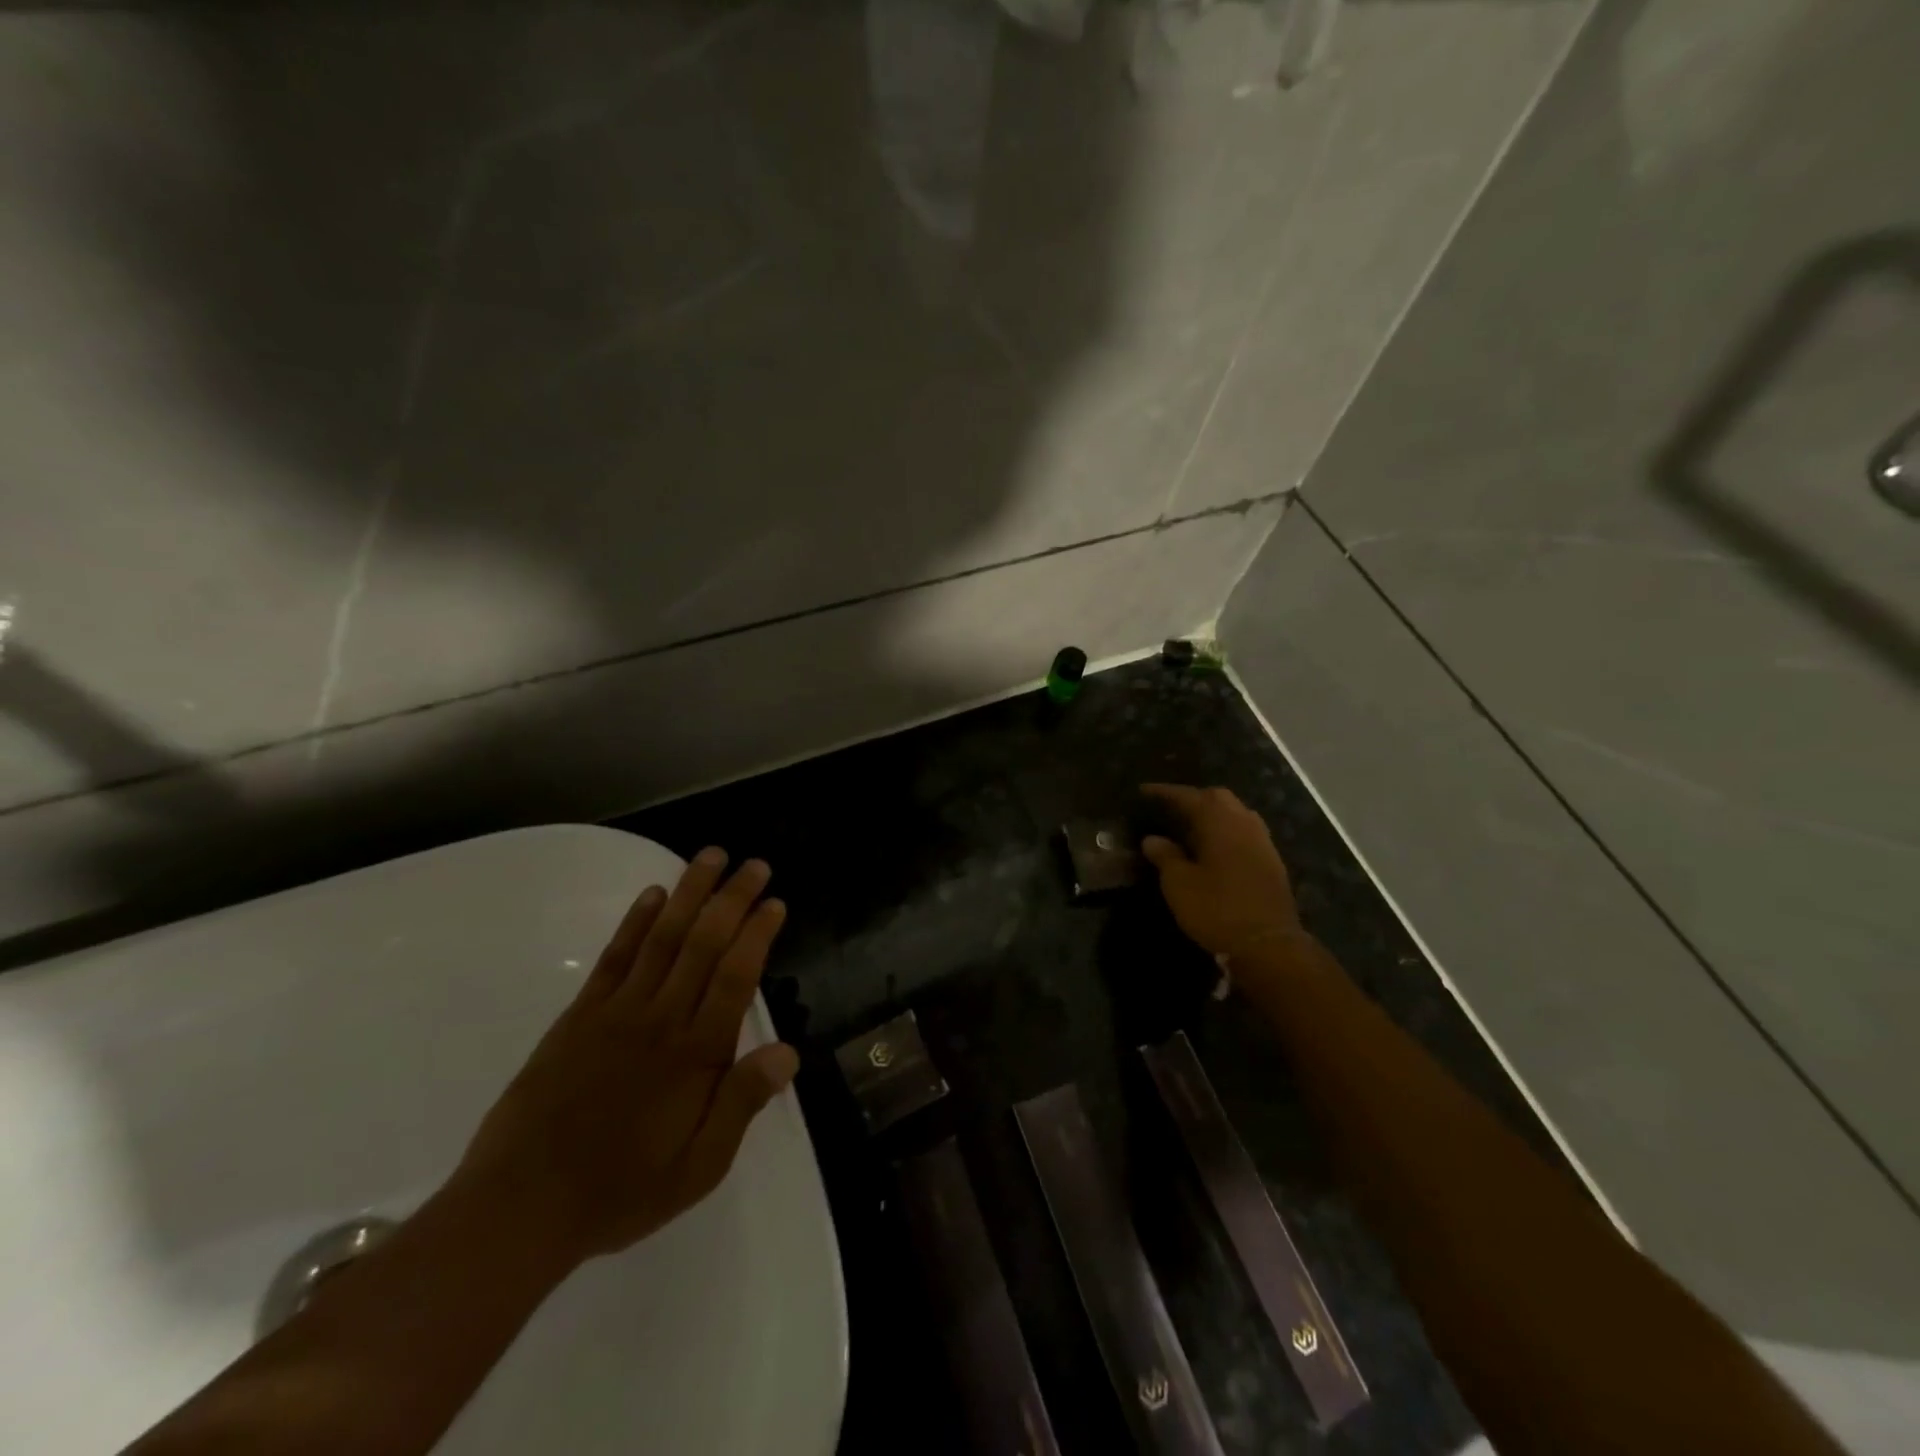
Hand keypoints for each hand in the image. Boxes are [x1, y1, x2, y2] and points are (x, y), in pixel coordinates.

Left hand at [451, 848, 798, 1267]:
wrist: (519, 1208)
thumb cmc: (621, 1191)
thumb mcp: (698, 1168)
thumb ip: (741, 1104)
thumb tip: (788, 1051)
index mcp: (695, 1054)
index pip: (736, 976)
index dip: (757, 934)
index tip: (774, 903)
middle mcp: (660, 1019)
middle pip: (703, 943)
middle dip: (732, 898)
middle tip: (754, 864)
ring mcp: (616, 1011)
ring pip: (662, 938)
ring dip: (689, 893)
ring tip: (711, 857)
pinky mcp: (579, 1016)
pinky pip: (614, 957)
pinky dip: (635, 921)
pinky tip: (652, 895)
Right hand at [1140, 784, 1306, 968]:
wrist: (1268, 944)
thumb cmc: (1216, 909)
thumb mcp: (1179, 884)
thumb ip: (1165, 855)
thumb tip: (1152, 839)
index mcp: (1219, 822)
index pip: (1188, 796)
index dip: (1165, 792)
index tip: (1144, 792)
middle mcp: (1244, 824)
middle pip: (1218, 798)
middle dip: (1193, 799)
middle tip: (1170, 809)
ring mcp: (1262, 842)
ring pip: (1236, 814)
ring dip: (1213, 815)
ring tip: (1190, 827)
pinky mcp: (1271, 862)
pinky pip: (1245, 833)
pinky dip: (1227, 832)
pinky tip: (1214, 848)